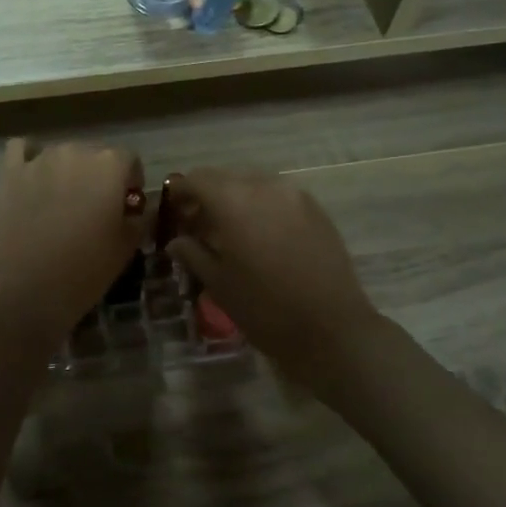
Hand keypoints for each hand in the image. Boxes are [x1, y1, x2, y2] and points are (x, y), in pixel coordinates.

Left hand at [0, 139, 143, 338]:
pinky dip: (28, 158)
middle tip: (93, 207)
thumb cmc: (85, 269)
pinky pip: (21, 149)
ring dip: (66, 170)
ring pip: (60, 153)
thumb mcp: (127, 247)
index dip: (130, 181)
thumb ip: (138, 219)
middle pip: (94, 154)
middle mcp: (76, 151)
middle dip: (99, 175)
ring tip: (61, 201)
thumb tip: (135, 209)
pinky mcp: (9, 172)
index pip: (129, 159)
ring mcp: (39, 159)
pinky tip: (31, 176)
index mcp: (110, 165)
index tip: (126, 205)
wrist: (27, 288)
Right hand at [165, 169, 383, 388]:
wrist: (332, 329)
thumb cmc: (265, 309)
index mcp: (233, 201)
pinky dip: (261, 205)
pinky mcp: (316, 208)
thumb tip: (176, 241)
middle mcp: (264, 186)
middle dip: (207, 195)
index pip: (196, 179)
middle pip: (224, 177)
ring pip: (252, 183)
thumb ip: (193, 253)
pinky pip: (277, 195)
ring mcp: (294, 195)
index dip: (180, 193)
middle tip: (197, 224)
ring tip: (230, 231)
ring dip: (235, 198)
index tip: (173, 213)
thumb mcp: (219, 284)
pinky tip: (260, 235)